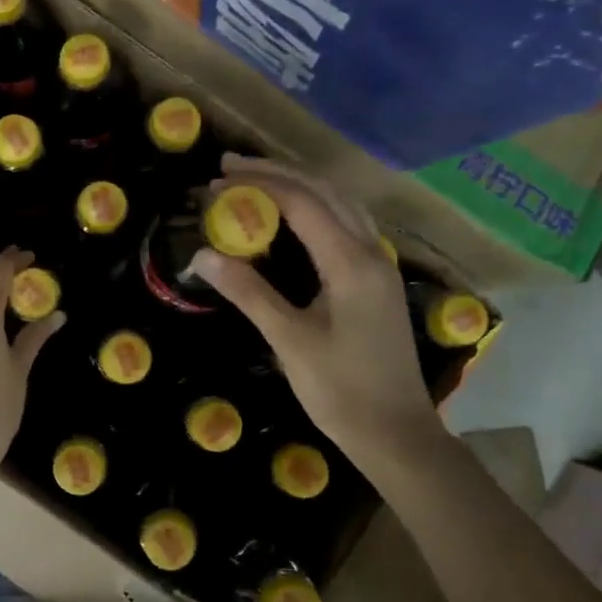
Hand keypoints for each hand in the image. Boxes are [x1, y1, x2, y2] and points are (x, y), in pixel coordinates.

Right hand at [191, 155, 445, 468]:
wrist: (397, 433)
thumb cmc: (341, 390)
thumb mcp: (289, 341)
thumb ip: (249, 292)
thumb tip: (204, 254)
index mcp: (351, 263)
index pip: (303, 203)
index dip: (259, 185)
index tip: (218, 180)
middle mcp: (371, 252)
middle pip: (324, 192)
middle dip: (277, 174)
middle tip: (230, 169)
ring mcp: (380, 265)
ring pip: (341, 204)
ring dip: (299, 185)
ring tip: (257, 181)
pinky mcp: (378, 280)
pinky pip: (347, 224)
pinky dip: (316, 207)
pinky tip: (295, 216)